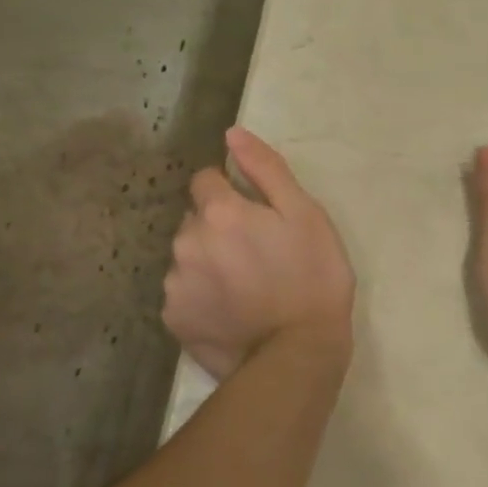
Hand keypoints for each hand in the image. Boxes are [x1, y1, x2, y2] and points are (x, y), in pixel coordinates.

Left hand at [164, 128, 354, 380]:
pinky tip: (230, 309)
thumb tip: (232, 134)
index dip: (231, 190)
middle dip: (218, 226)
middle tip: (256, 251)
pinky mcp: (174, 319)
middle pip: (195, 219)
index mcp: (219, 212)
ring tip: (244, 284)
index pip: (205, 179)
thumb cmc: (313, 275)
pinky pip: (183, 293)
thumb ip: (266, 169)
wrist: (299, 352)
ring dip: (207, 260)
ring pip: (187, 256)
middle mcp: (186, 242)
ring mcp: (175, 284)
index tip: (257, 213)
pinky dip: (201, 294)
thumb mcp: (305, 213)